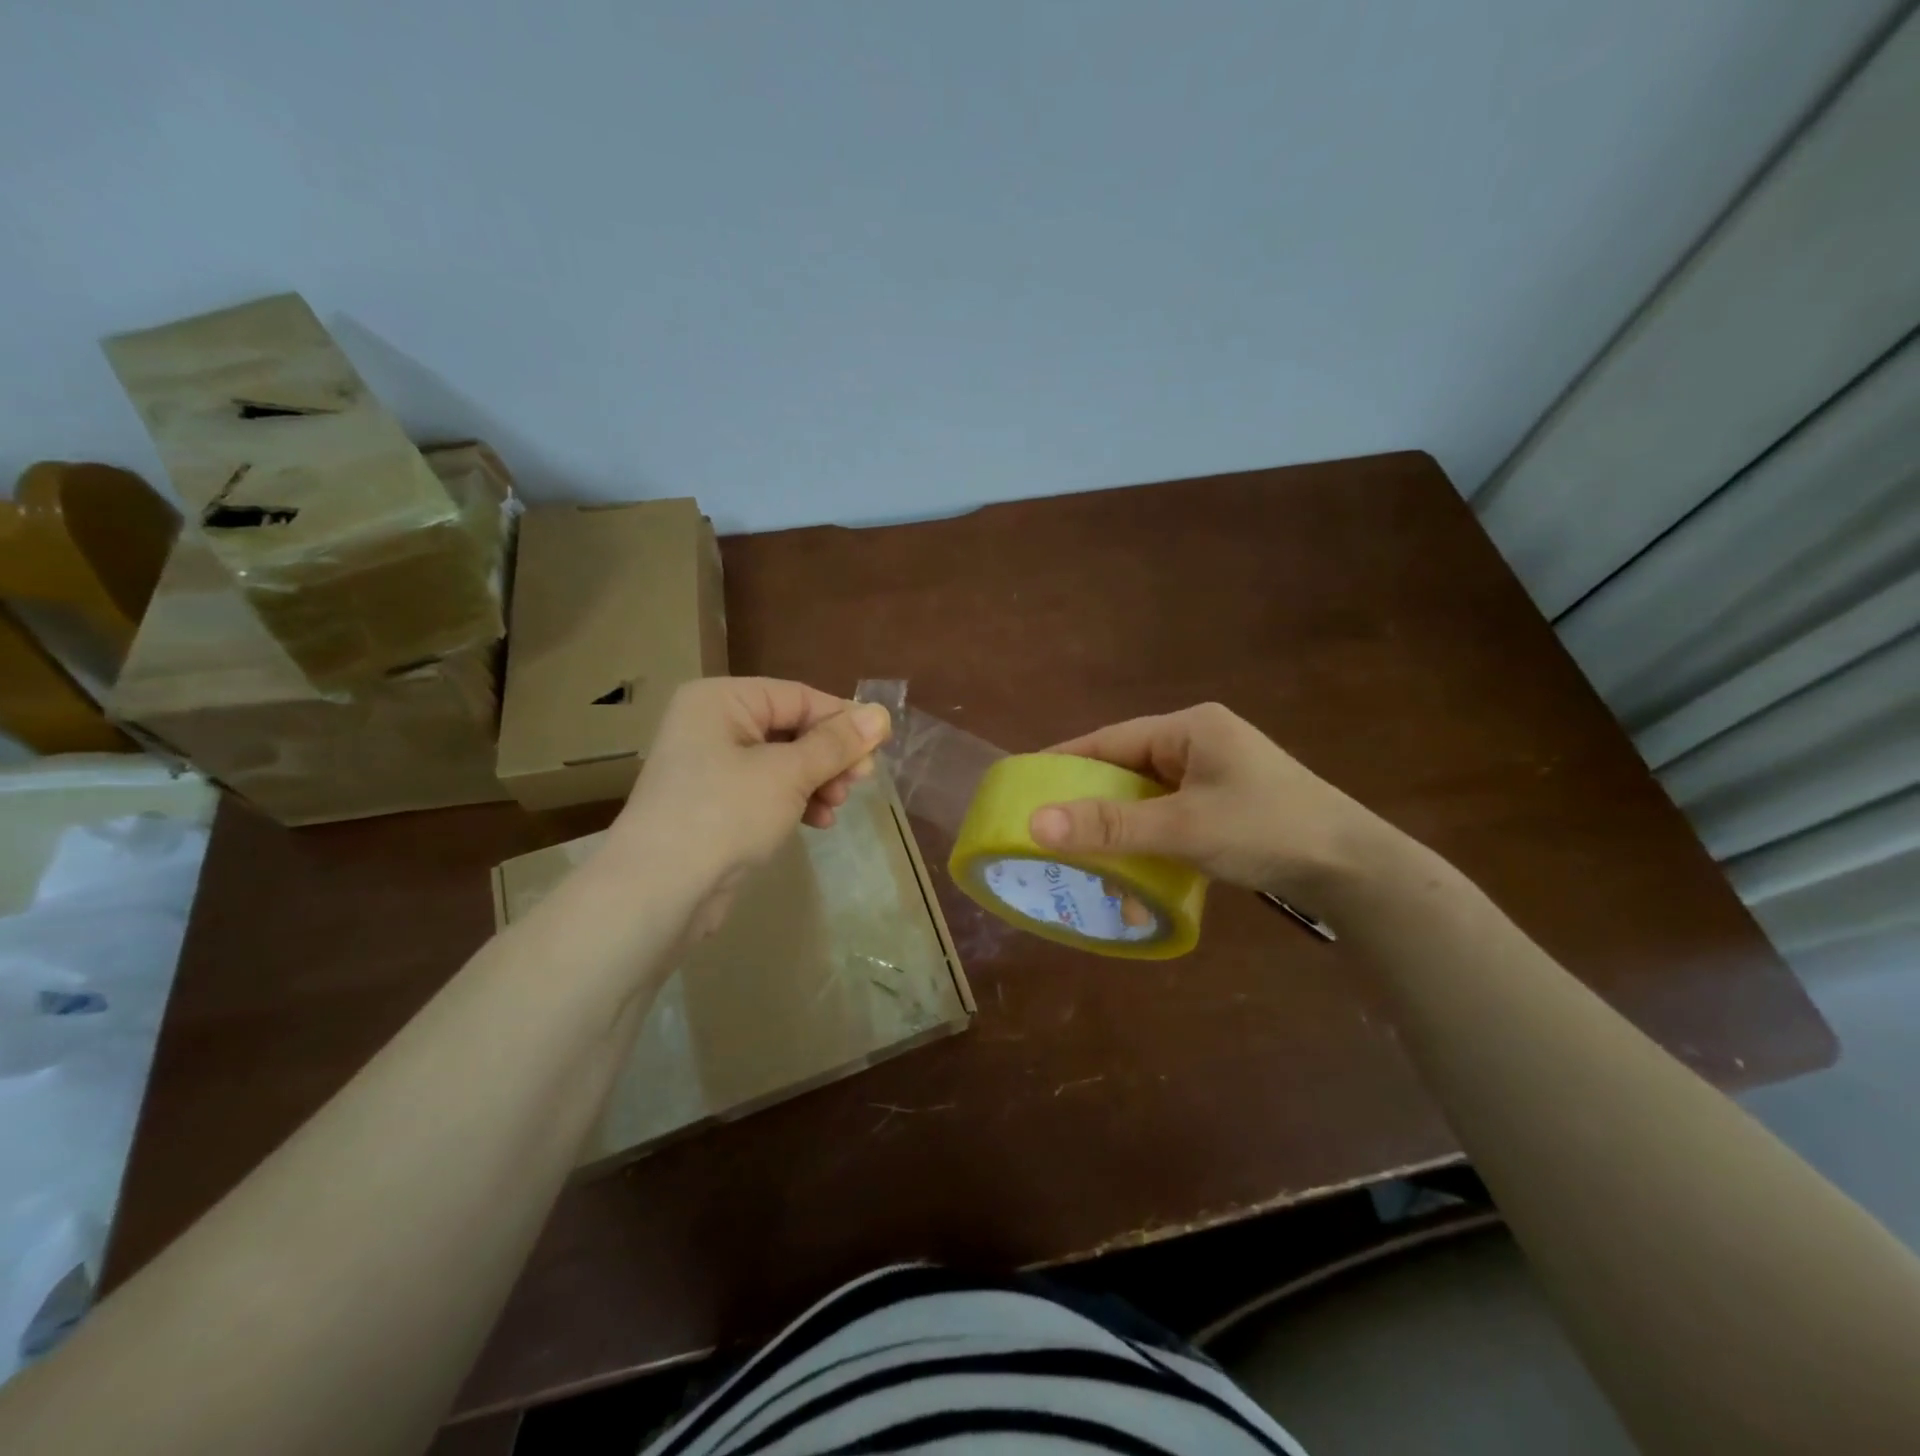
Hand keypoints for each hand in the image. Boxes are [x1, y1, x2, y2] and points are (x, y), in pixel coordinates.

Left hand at [608, 677, 891, 935]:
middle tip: (862, 782)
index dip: (843, 721)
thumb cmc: (726, 814)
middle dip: (830, 757)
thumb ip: (836, 743)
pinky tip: (818, 822)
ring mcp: (710, 766)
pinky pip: (766, 790)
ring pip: (783, 762)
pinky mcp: (714, 804)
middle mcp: (712, 724)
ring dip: (817, 782)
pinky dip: (795, 801)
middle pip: (791, 728)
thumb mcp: (789, 773)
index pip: (798, 696)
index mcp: (722, 700)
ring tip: (837, 807)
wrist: (659, 891)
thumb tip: (881, 714)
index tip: (881, 748)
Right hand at [1028, 702, 1388, 904]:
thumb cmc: (1266, 830)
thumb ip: (1109, 825)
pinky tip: (1136, 880)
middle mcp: (1199, 745)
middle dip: (1092, 807)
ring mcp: (1214, 777)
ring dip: (1121, 834)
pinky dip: (1150, 846)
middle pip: (1126, 771)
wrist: (1355, 870)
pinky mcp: (1225, 808)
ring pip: (1147, 801)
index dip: (1065, 761)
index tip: (1025, 785)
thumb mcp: (1181, 827)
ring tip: (1087, 865)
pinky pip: (1171, 820)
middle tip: (1049, 833)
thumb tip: (1036, 823)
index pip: (1110, 739)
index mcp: (1189, 729)